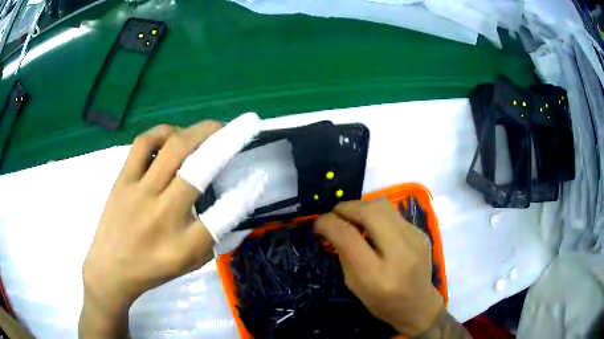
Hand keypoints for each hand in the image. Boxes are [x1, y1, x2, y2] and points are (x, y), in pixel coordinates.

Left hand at [80, 113, 265, 337]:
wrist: (110, 269)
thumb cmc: (153, 269)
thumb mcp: (189, 263)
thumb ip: (213, 236)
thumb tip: (234, 203)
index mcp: (183, 245)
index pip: (223, 216)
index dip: (247, 194)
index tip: (260, 176)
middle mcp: (162, 215)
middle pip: (198, 169)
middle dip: (226, 140)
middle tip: (240, 126)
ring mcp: (139, 193)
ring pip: (172, 148)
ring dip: (198, 131)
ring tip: (209, 129)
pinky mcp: (122, 181)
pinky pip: (144, 144)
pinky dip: (163, 132)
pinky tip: (172, 136)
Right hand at [315, 198, 443, 335]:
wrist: (419, 304)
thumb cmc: (382, 302)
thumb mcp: (355, 285)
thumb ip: (344, 255)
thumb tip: (331, 227)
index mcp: (378, 274)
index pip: (349, 237)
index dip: (329, 223)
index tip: (318, 222)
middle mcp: (400, 251)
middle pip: (370, 211)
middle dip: (346, 207)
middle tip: (335, 215)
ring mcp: (415, 238)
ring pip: (383, 205)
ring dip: (361, 207)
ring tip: (353, 218)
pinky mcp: (420, 232)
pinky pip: (393, 214)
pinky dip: (377, 216)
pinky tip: (375, 230)